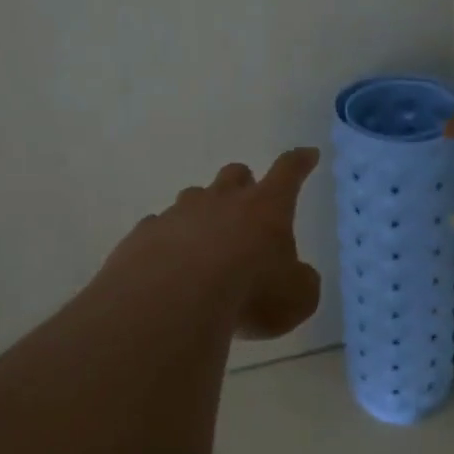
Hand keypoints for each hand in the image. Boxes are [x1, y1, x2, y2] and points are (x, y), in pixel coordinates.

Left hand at [101, 148, 322, 339]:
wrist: (172, 300)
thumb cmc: (249, 293)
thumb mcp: (297, 299)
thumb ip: (301, 283)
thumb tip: (298, 277)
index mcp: (265, 207)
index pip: (288, 173)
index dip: (300, 163)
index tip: (307, 154)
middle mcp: (221, 200)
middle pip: (234, 175)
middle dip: (243, 183)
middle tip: (248, 203)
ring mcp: (179, 213)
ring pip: (193, 198)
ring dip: (203, 212)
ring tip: (205, 241)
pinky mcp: (146, 233)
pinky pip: (159, 227)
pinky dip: (168, 240)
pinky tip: (168, 263)